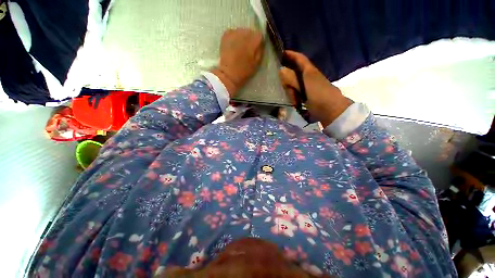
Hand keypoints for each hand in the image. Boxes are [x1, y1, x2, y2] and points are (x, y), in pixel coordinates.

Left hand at [211, 28, 262, 96]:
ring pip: (241, 32)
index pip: (259, 35)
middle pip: (250, 32)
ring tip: (239, 49)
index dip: (258, 42)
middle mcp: (245, 32)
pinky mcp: (226, 34)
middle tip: (247, 50)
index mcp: (254, 40)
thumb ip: (260, 51)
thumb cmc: (244, 71)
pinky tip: (233, 46)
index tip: (256, 49)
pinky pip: (233, 33)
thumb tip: (260, 44)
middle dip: (250, 39)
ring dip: (241, 38)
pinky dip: (234, 38)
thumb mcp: (257, 63)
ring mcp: (234, 32)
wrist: (228, 74)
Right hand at [279, 50, 352, 126]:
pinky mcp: (311, 95)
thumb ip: (292, 79)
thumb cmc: (319, 98)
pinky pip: (299, 92)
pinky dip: (295, 96)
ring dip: (292, 92)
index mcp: (310, 71)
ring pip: (296, 84)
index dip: (291, 54)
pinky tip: (296, 103)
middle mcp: (310, 76)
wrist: (334, 112)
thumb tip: (281, 70)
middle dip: (288, 80)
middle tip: (285, 90)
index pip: (299, 58)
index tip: (281, 53)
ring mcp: (311, 86)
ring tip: (294, 102)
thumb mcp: (305, 88)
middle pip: (295, 73)